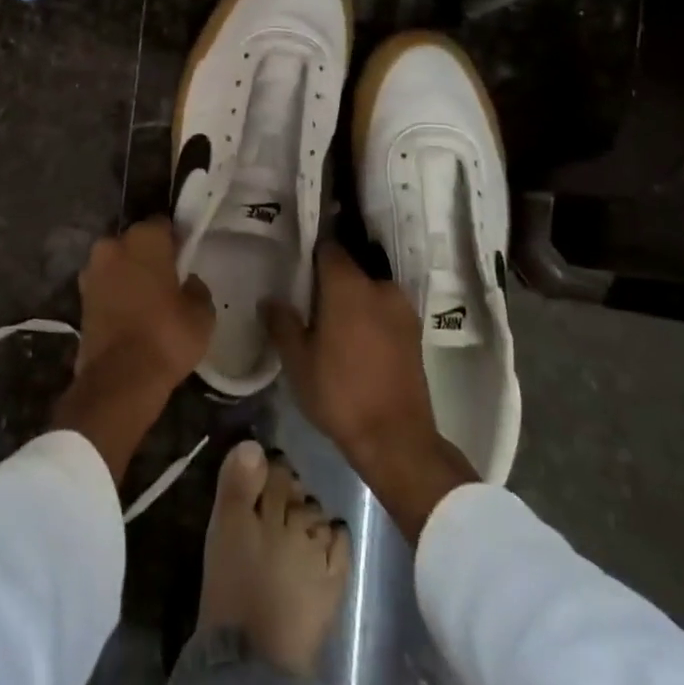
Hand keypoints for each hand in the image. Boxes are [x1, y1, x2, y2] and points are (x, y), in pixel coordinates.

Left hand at [73, 217, 214, 391]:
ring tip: (149, 301)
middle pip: (135, 242)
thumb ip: (196, 288)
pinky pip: (106, 287)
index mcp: (143, 238)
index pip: (163, 225)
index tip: (185, 256)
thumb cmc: (166, 336)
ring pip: (117, 264)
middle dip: (148, 255)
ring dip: (129, 275)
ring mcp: (91, 272)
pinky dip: (117, 295)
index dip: (175, 239)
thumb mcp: (202, 313)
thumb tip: (186, 283)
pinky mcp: (80, 299)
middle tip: (168, 279)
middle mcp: (112, 246)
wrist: (119, 379)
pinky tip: (132, 315)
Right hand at [264, 242, 476, 541]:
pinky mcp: (414, 330)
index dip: (311, 248)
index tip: (296, 257)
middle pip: (351, 265)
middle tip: (308, 292)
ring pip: (369, 287)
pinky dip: (369, 312)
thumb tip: (269, 299)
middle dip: (330, 274)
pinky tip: (355, 336)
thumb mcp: (298, 362)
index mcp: (348, 285)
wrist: (396, 438)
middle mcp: (379, 286)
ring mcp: (402, 308)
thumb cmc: (340, 394)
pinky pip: (384, 307)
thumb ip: (282, 323)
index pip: (329, 246)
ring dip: (352, 295)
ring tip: (331, 317)